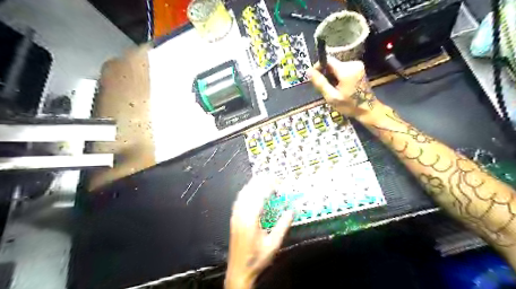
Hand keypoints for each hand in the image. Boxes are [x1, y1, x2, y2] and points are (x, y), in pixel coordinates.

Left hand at [226, 177, 293, 288]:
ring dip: (253, 184)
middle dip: (261, 181)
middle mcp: (241, 214)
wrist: (239, 270)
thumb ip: (283, 225)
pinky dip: (246, 191)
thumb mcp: (273, 244)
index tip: (278, 181)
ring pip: (243, 194)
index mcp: (251, 220)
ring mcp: (235, 216)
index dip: (269, 185)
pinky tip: (251, 190)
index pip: (260, 195)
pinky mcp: (233, 218)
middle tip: (272, 177)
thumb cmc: (256, 258)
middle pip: (250, 191)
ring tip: (263, 179)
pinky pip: (239, 199)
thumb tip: (292, 210)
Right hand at [306, 56, 381, 120]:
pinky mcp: (359, 68)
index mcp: (346, 70)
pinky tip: (338, 87)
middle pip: (332, 64)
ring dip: (331, 76)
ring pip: (337, 67)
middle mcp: (353, 64)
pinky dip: (338, 76)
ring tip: (331, 89)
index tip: (314, 77)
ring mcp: (357, 65)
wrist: (368, 110)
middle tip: (323, 88)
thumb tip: (308, 71)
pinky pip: (343, 69)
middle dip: (325, 74)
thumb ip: (320, 83)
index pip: (328, 60)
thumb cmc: (349, 105)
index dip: (318, 66)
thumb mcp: (332, 97)